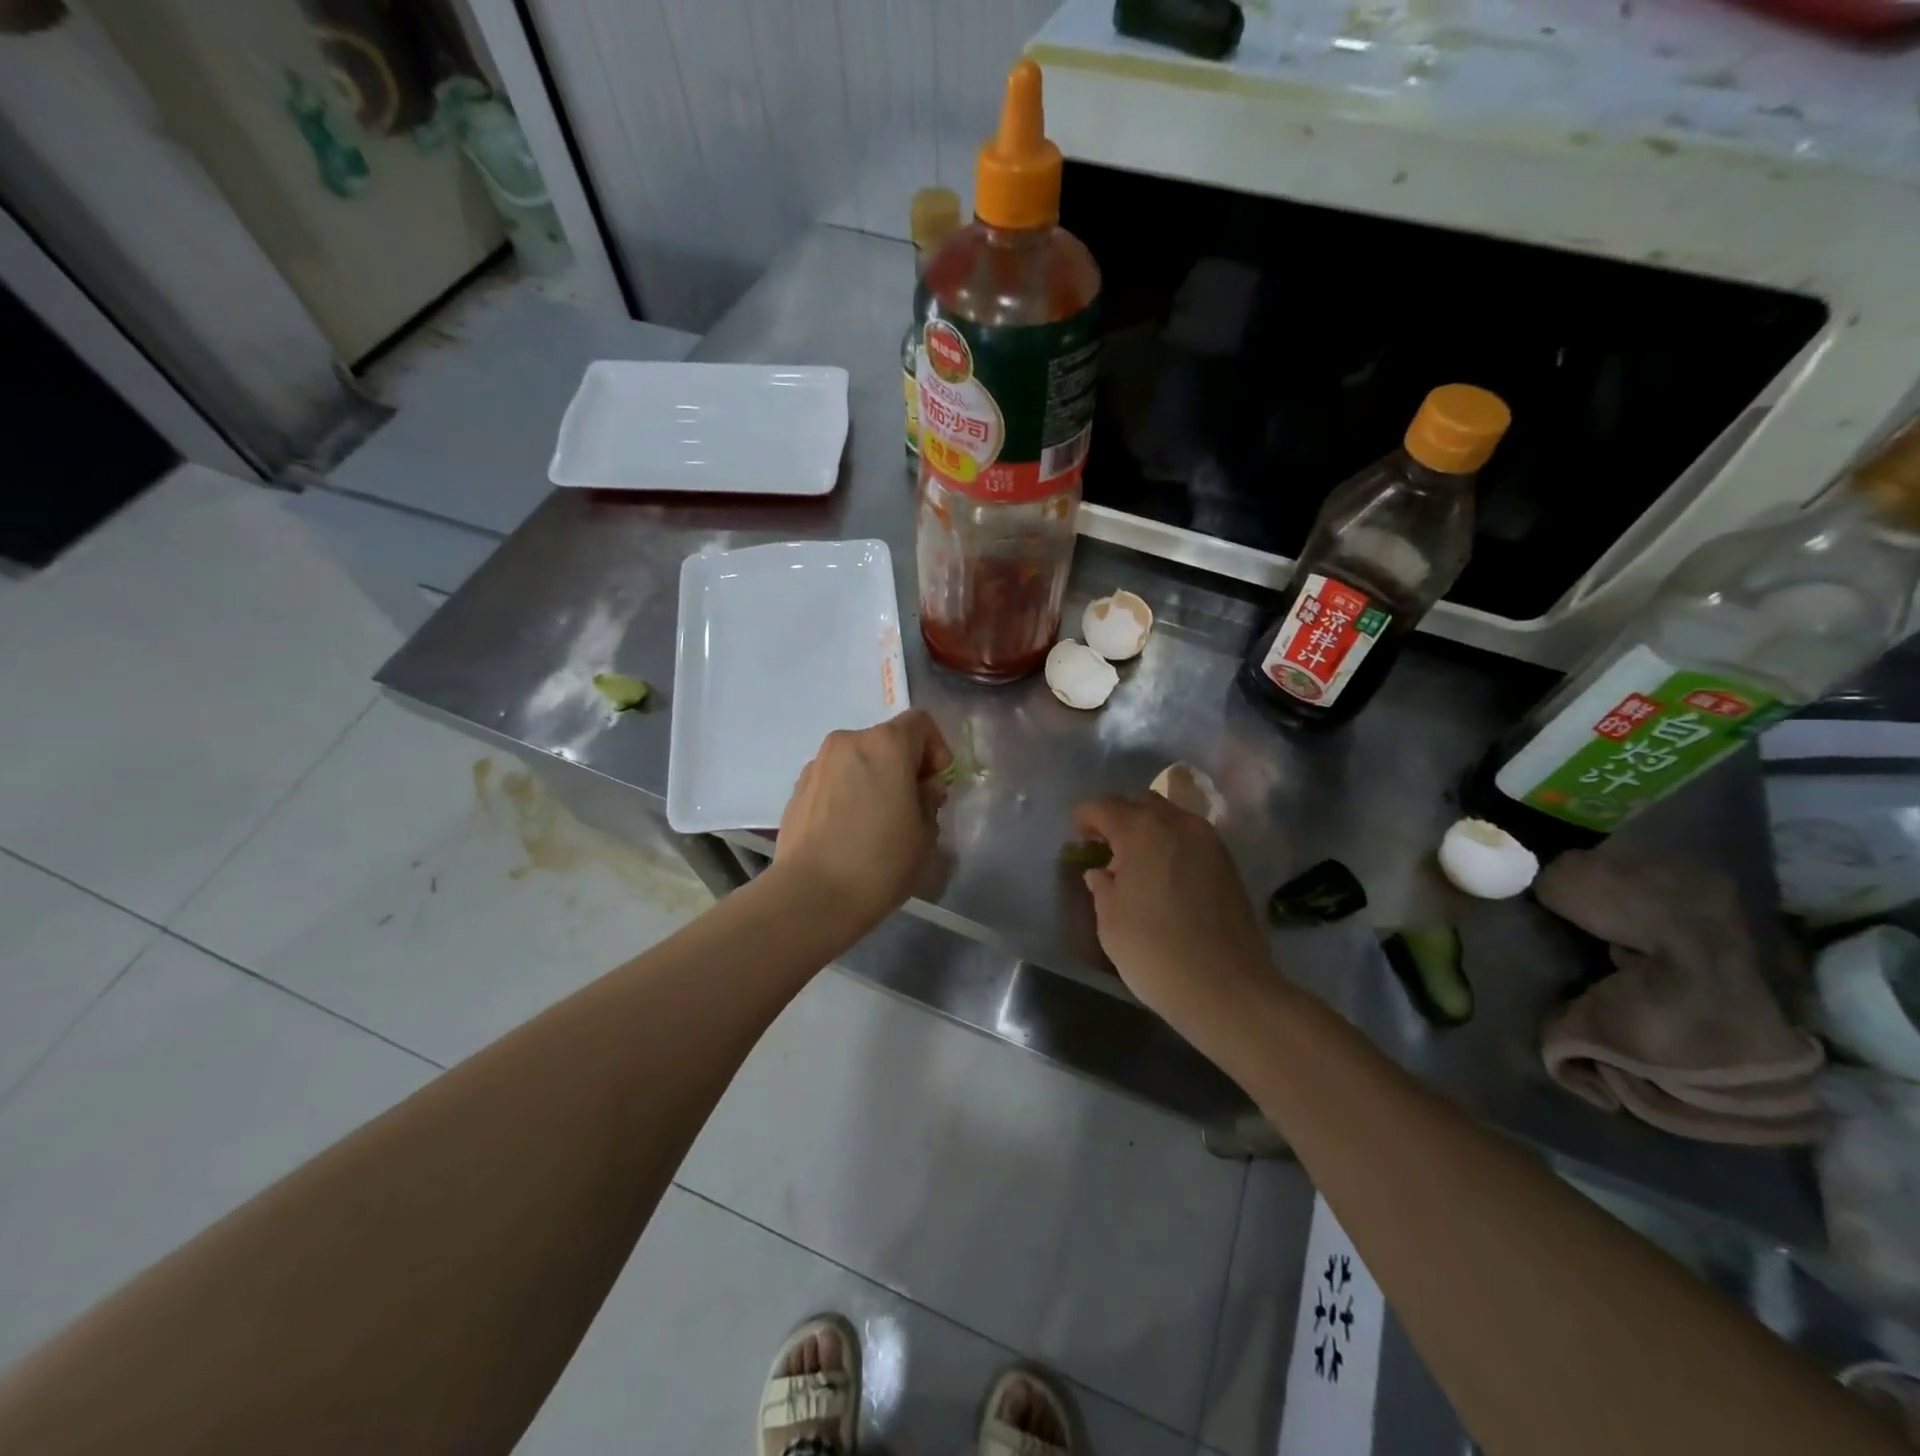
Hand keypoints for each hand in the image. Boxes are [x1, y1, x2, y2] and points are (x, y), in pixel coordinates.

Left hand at [769, 710, 952, 934]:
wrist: (811, 895)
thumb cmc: (880, 861)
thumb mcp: (925, 833)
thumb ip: (929, 799)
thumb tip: (920, 788)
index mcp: (886, 744)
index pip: (920, 723)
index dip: (936, 749)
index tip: (936, 786)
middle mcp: (849, 742)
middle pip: (887, 741)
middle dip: (904, 767)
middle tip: (912, 808)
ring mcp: (818, 764)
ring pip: (858, 760)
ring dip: (874, 779)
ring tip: (877, 823)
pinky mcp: (797, 789)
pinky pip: (835, 780)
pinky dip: (848, 793)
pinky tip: (849, 832)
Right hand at [1072, 793, 1270, 1029]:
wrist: (1227, 989)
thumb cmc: (1155, 952)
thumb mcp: (1110, 921)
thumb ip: (1102, 886)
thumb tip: (1101, 872)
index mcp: (1141, 830)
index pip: (1103, 807)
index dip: (1084, 819)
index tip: (1077, 840)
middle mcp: (1177, 823)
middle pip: (1140, 803)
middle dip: (1118, 819)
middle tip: (1106, 849)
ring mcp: (1209, 840)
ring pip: (1170, 816)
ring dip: (1148, 829)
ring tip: (1137, 863)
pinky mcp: (1228, 862)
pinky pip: (1191, 837)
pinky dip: (1172, 844)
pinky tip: (1165, 876)